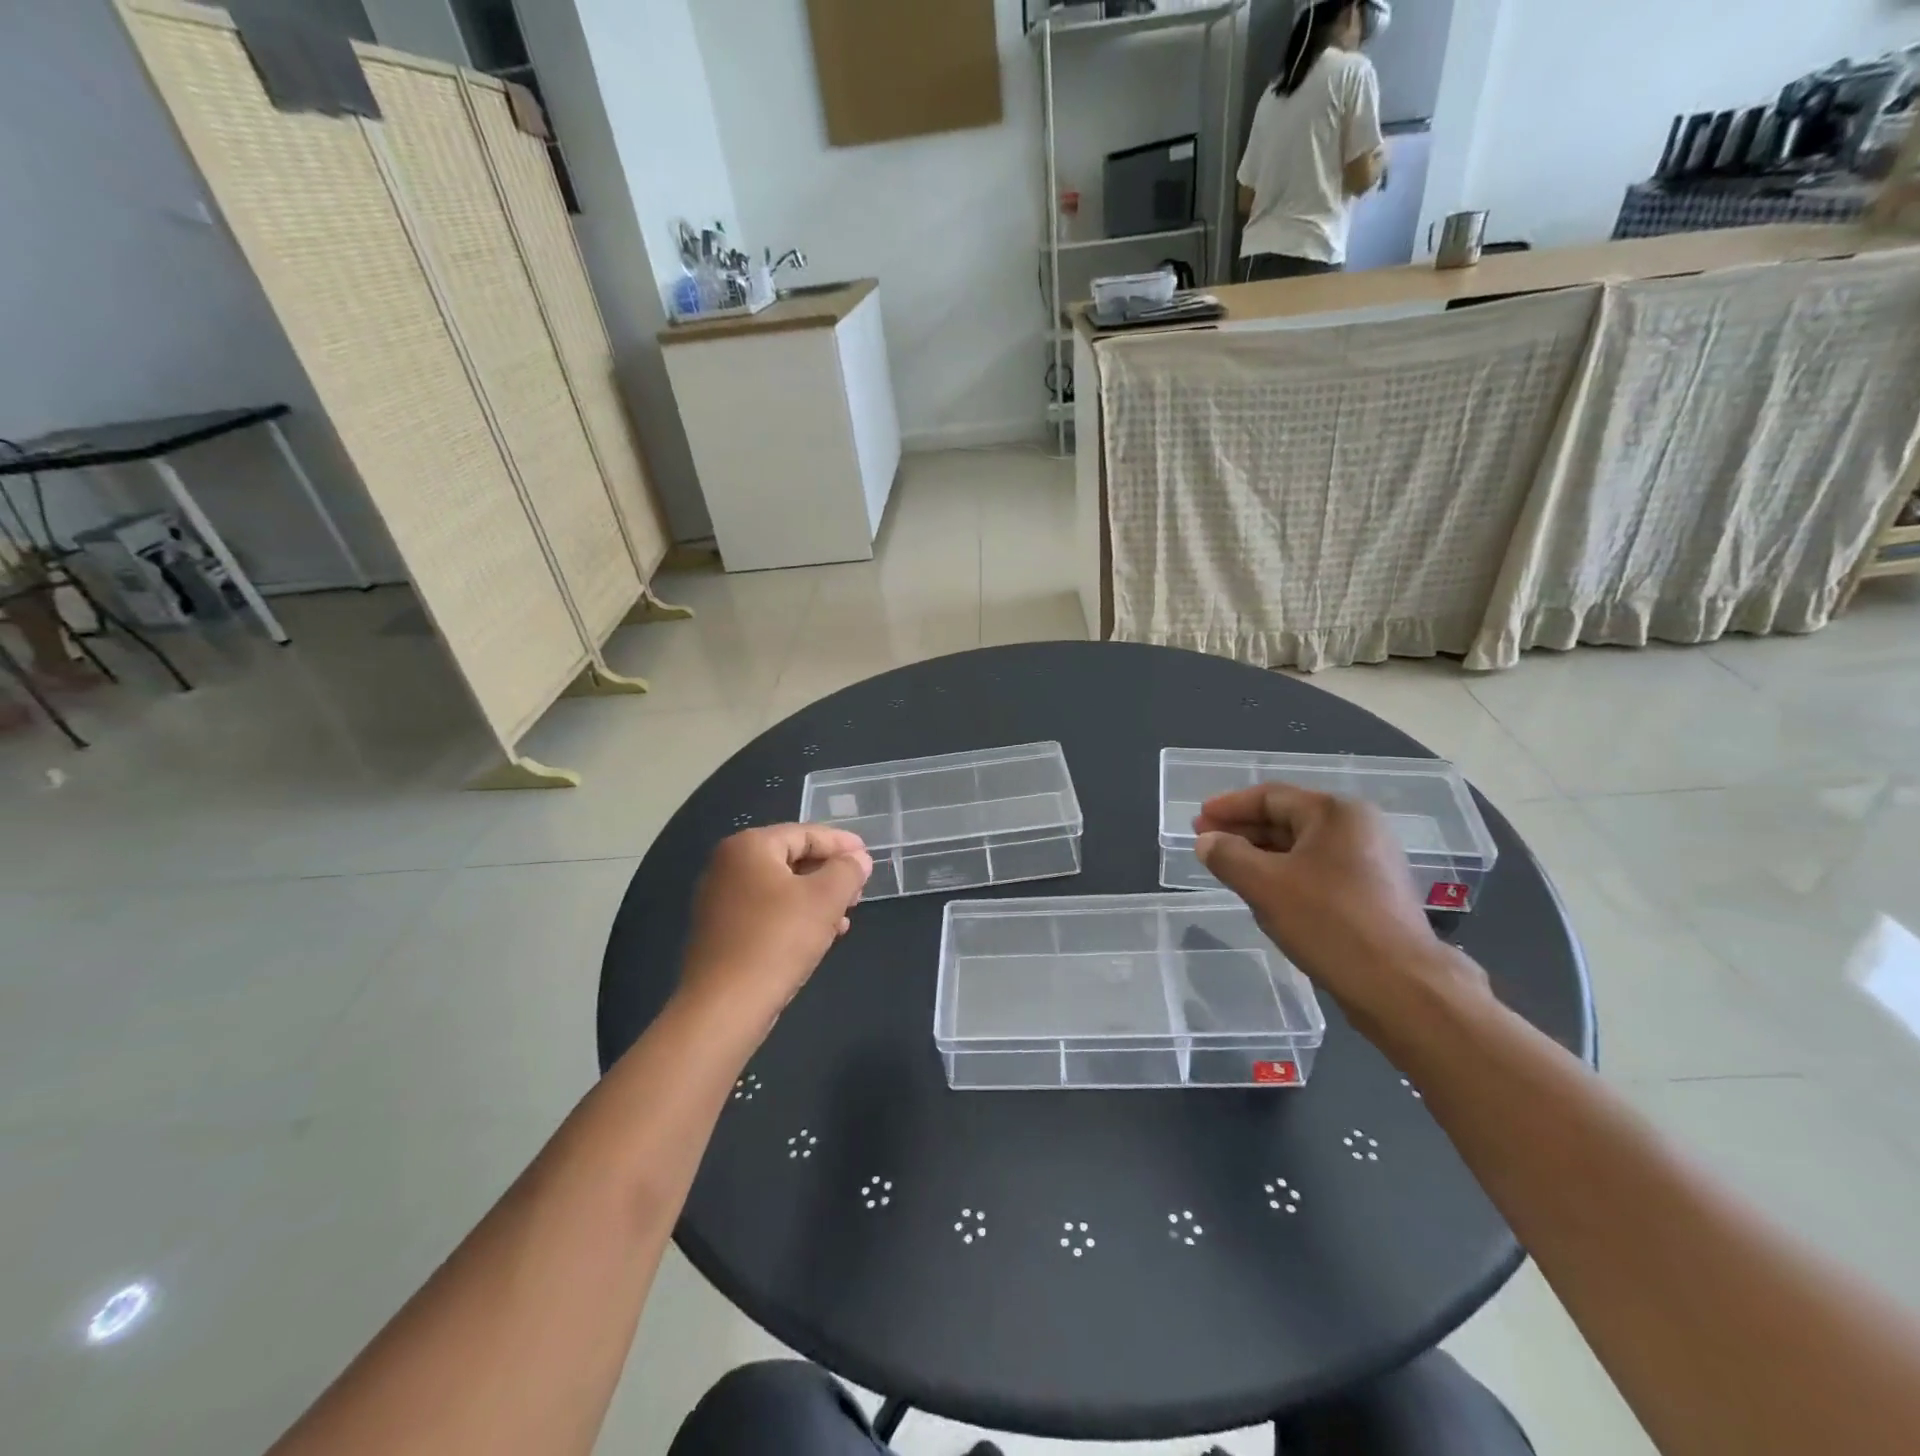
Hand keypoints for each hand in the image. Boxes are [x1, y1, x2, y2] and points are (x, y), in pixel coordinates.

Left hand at [680, 825, 871, 1019]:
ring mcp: (720, 900)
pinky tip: (821, 936)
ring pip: (781, 888)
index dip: (841, 844)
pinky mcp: (721, 932)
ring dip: (816, 898)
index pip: (805, 833)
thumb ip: (847, 870)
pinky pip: (766, 912)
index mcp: (749, 847)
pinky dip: (795, 916)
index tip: (868, 857)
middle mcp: (728, 865)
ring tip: (846, 915)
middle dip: (829, 873)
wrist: (724, 1006)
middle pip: (791, 858)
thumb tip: (858, 859)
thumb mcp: (825, 899)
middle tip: (859, 889)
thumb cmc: (777, 940)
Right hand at [1194, 784, 1479, 1018]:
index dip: (1228, 806)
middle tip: (1205, 842)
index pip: (1270, 796)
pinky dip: (1285, 874)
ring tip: (1227, 867)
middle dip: (1243, 830)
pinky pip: (1317, 870)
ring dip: (1261, 855)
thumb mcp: (1264, 885)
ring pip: (1301, 847)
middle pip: (1287, 819)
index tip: (1197, 819)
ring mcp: (1370, 860)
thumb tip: (1206, 841)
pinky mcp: (1373, 892)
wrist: (1399, 985)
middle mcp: (1358, 827)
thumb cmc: (1328, 922)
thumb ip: (1227, 856)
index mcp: (1335, 813)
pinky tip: (1264, 891)